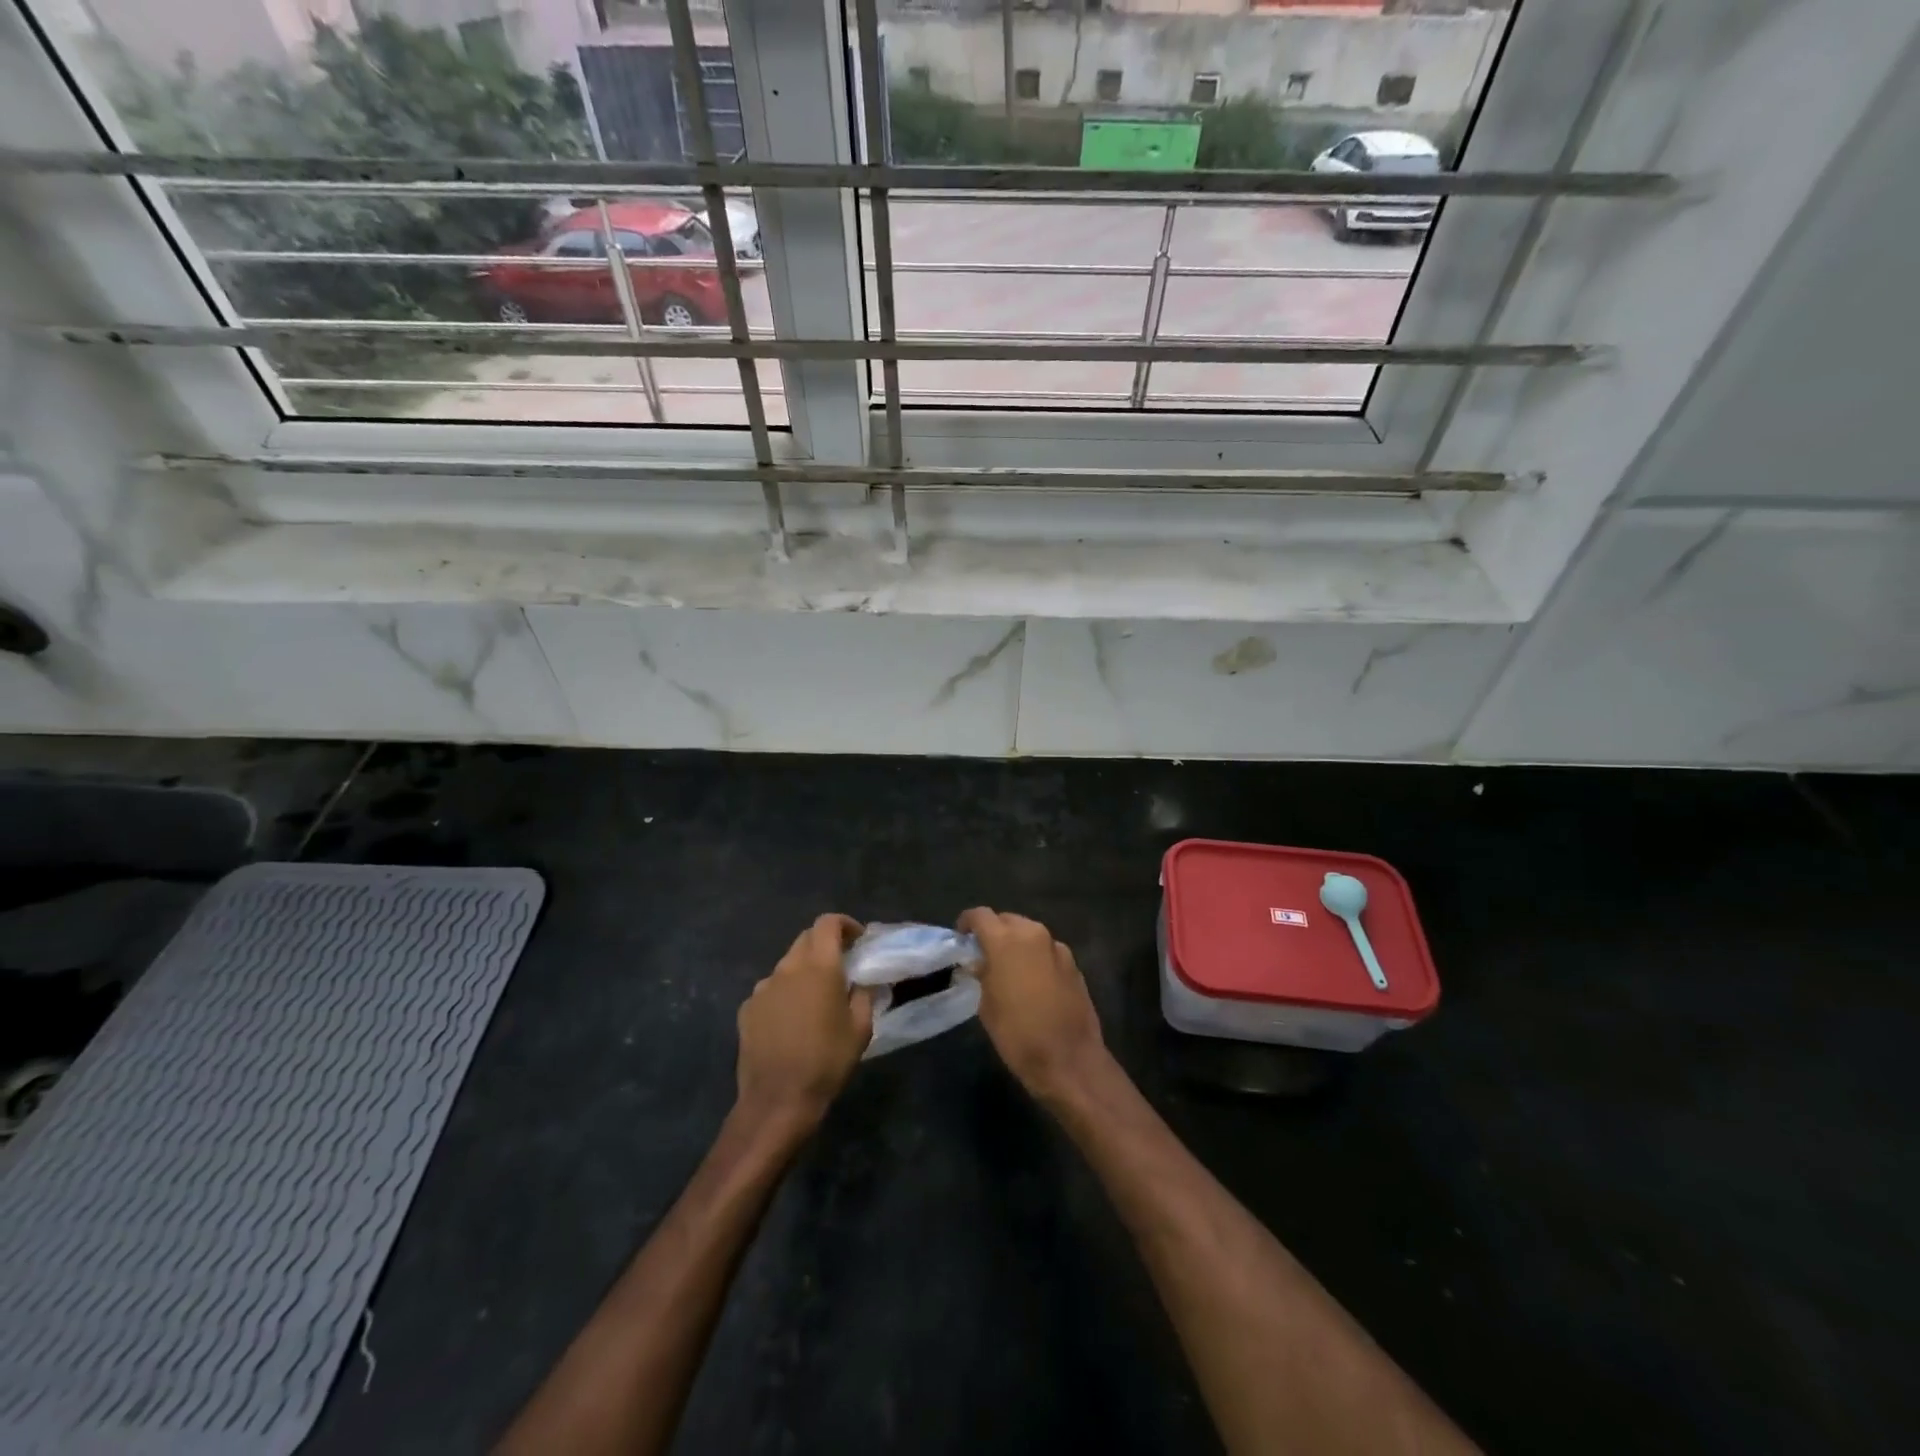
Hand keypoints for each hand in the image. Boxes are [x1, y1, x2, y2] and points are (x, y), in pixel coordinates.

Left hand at [735, 914, 873, 1135]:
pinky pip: (771, 990)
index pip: (827, 923)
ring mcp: (763, 988)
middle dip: (825, 944)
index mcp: (819, 966)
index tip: (857, 940)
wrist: (778, 1100)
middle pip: (806, 939)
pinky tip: (792, 1020)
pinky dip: (785, 993)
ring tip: (816, 997)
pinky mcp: (747, 1009)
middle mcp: (787, 968)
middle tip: (841, 966)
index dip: (844, 924)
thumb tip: (861, 981)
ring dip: (804, 970)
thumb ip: (864, 995)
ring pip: (787, 965)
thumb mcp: (861, 1028)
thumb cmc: (827, 1061)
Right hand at [958, 907, 1110, 1104]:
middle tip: (984, 955)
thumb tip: (981, 963)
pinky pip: (1047, 950)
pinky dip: (1036, 957)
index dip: (967, 923)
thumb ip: (982, 975)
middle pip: (1007, 920)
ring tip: (1009, 968)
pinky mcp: (1074, 963)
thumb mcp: (987, 1006)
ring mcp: (1057, 947)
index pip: (980, 915)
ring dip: (1017, 943)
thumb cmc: (1018, 1035)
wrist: (1069, 1059)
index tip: (962, 937)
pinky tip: (1033, 982)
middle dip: (994, 931)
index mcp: (1005, 941)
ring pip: (1030, 933)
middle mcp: (1033, 934)